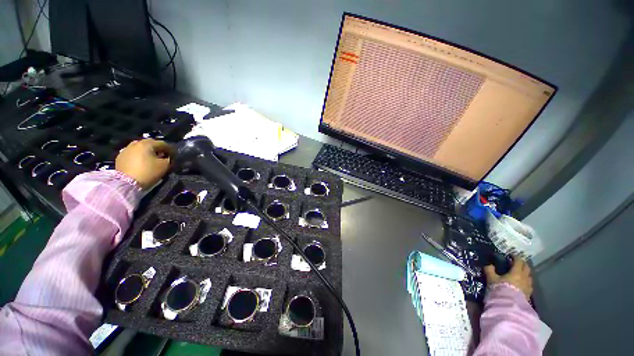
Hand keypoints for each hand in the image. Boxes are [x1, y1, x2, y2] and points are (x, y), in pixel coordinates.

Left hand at [116, 139, 173, 188]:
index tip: (175, 156)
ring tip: (151, 159)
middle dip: (158, 149)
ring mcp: (126, 149)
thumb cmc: (148, 172)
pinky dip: (139, 156)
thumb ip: (169, 159)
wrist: (126, 183)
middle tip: (163, 156)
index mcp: (147, 144)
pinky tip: (142, 162)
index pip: (163, 143)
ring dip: (147, 151)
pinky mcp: (120, 157)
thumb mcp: (164, 165)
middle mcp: (135, 143)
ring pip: (140, 148)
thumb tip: (168, 157)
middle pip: (150, 143)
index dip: (171, 149)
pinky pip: (133, 153)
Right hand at [484, 255, 532, 298]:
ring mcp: (528, 285)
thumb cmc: (500, 289)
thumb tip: (489, 265)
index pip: (519, 261)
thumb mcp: (491, 279)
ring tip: (519, 273)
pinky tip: (521, 283)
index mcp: (516, 272)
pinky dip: (526, 280)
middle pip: (526, 267)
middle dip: (522, 263)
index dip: (515, 256)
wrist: (509, 306)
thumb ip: (490, 270)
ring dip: (525, 272)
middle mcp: (524, 277)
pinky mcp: (529, 293)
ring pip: (529, 275)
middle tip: (515, 262)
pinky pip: (529, 283)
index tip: (510, 255)